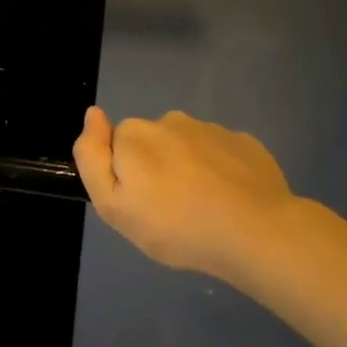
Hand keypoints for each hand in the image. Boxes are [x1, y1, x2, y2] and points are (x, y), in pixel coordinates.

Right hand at [73, 107, 297, 284]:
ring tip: (202, 208)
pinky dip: (219, 172)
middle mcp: (170, 121)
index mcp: (135, 135)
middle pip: (151, 144)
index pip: (116, 147)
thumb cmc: (174, 225)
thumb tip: (92, 114)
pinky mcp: (244, 143)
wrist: (254, 232)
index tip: (140, 204)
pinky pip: (220, 154)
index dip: (124, 176)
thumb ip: (92, 158)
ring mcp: (211, 129)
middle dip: (155, 169)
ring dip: (188, 169)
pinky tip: (229, 200)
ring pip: (187, 147)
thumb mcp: (113, 205)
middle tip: (169, 211)